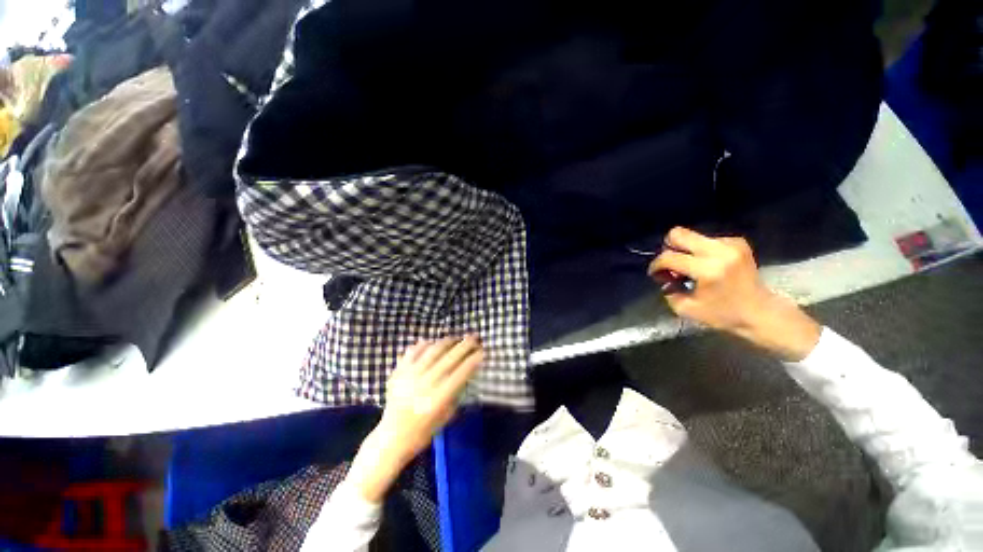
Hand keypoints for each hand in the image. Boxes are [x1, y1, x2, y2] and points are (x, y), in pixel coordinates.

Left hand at [349, 337, 483, 502]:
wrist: (391, 438)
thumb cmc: (423, 432)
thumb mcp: (446, 416)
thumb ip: (456, 392)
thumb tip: (466, 370)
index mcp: (438, 399)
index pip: (461, 372)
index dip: (473, 359)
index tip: (482, 351)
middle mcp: (425, 383)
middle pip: (449, 358)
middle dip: (465, 345)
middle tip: (474, 337)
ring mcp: (410, 375)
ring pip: (433, 350)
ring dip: (447, 341)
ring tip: (456, 338)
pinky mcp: (398, 372)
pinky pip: (413, 351)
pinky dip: (425, 344)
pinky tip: (433, 342)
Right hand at [648, 227, 820, 360]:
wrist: (762, 312)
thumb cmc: (723, 315)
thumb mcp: (686, 309)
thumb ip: (668, 290)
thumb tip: (662, 276)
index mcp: (707, 270)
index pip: (669, 257)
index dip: (656, 265)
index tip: (655, 273)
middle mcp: (719, 251)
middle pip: (679, 234)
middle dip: (669, 248)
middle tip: (671, 264)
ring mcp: (730, 244)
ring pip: (692, 236)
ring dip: (685, 250)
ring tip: (690, 268)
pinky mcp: (737, 242)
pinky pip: (706, 239)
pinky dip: (700, 251)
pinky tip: (706, 265)